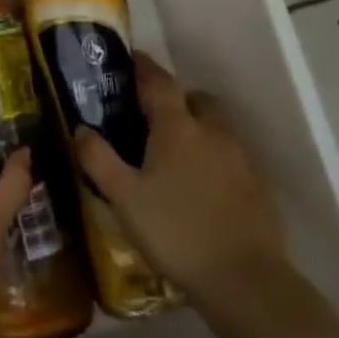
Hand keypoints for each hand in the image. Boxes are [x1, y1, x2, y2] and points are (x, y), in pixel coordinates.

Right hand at [71, 52, 285, 299]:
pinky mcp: (258, 183)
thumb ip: (98, 159)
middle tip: (152, 114)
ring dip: (197, 125)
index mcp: (177, 127)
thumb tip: (80, 128)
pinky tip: (203, 181)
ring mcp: (240, 156)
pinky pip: (231, 153)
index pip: (159, 82)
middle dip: (175, 98)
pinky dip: (215, 154)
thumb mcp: (123, 198)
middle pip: (194, 99)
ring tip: (177, 149)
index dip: (144, 67)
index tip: (132, 57)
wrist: (245, 280)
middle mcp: (212, 131)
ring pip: (216, 125)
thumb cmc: (175, 232)